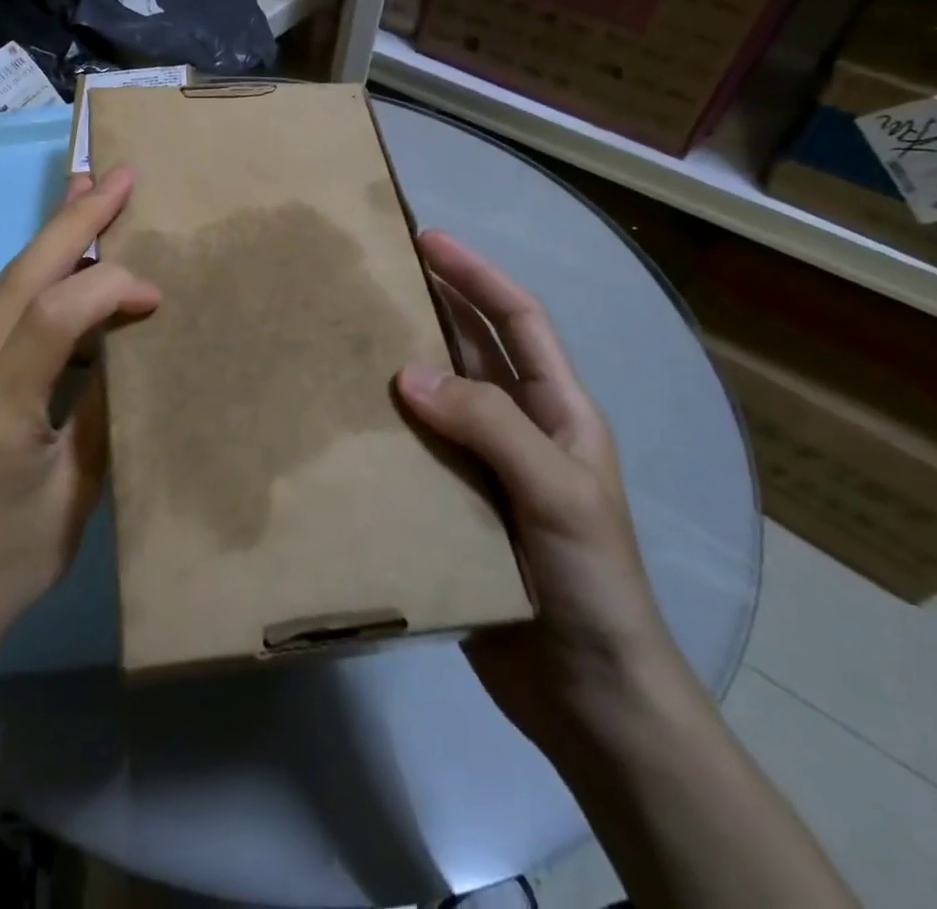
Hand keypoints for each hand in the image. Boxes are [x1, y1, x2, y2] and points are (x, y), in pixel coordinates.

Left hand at [0, 168, 160, 662]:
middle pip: (18, 279)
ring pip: (4, 290)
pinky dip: (38, 283)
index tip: (156, 293)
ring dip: (50, 242)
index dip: (108, 288)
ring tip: (90, 197)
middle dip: (71, 220)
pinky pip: (0, 318)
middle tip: (116, 176)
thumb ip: (100, 416)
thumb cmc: (5, 567)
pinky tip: (65, 271)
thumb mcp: (73, 500)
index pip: (52, 318)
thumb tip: (128, 351)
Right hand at [396, 231, 682, 744]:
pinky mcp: (452, 504)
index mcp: (558, 410)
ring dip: (401, 364)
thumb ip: (489, 425)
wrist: (588, 697)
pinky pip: (414, 447)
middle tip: (374, 276)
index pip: (518, 320)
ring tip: (347, 335)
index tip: (428, 240)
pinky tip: (346, 419)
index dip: (477, 275)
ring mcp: (484, 467)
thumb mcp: (557, 491)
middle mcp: (519, 428)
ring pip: (437, 396)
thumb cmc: (591, 582)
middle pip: (472, 348)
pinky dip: (385, 426)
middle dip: (432, 304)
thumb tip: (406, 374)